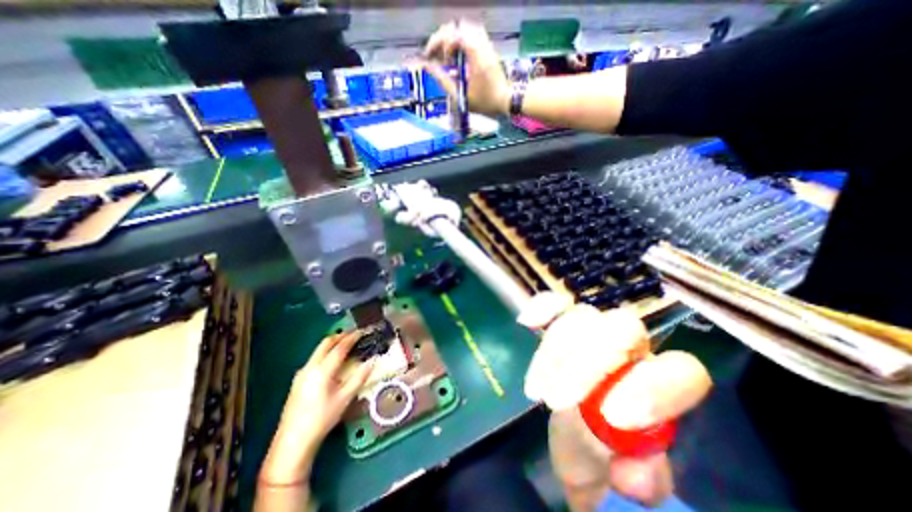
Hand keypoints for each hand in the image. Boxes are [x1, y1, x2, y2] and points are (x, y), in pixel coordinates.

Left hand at [258, 332, 370, 482]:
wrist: (292, 442)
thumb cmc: (322, 419)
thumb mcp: (345, 398)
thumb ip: (360, 377)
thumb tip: (372, 362)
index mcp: (323, 370)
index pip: (340, 347)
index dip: (352, 337)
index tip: (362, 331)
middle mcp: (310, 367)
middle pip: (326, 343)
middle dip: (340, 336)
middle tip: (354, 334)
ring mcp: (301, 373)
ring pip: (318, 350)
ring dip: (332, 344)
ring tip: (345, 344)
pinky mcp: (297, 381)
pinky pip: (314, 359)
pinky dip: (325, 353)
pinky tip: (331, 362)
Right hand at [421, 20, 512, 115]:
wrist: (506, 101)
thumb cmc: (484, 102)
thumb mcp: (462, 95)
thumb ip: (443, 80)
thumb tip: (428, 67)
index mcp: (474, 54)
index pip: (452, 35)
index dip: (437, 43)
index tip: (431, 57)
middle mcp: (481, 44)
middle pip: (457, 27)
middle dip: (442, 39)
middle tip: (436, 55)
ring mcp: (486, 44)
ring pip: (465, 28)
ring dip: (452, 38)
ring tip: (447, 55)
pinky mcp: (489, 48)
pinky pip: (473, 33)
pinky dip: (462, 39)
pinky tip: (458, 55)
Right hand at [520, 298, 711, 505]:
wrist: (581, 437)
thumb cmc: (610, 459)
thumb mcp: (629, 482)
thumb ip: (642, 480)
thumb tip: (632, 470)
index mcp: (665, 385)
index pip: (681, 370)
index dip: (650, 389)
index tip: (610, 418)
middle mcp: (634, 349)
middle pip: (623, 328)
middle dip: (589, 362)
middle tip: (559, 400)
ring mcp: (596, 331)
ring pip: (582, 317)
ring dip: (556, 351)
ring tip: (540, 391)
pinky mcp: (563, 325)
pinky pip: (556, 306)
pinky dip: (542, 308)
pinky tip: (528, 322)